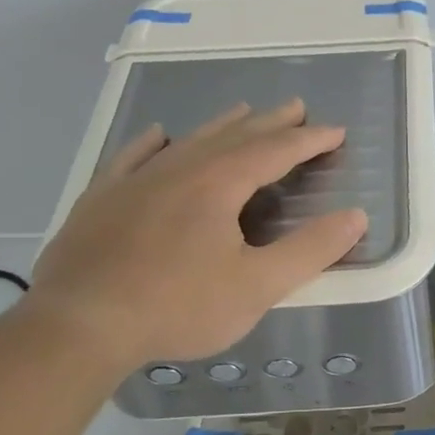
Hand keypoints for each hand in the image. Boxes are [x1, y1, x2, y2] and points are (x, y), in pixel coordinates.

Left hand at [24, 100, 367, 377]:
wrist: (78, 326)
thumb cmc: (177, 306)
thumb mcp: (257, 286)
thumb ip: (310, 250)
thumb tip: (356, 216)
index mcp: (219, 184)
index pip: (275, 151)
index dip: (309, 140)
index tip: (336, 131)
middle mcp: (180, 169)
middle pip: (234, 136)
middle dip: (271, 123)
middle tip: (296, 108)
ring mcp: (135, 181)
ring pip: (189, 141)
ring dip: (222, 125)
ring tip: (243, 111)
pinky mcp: (102, 199)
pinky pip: (133, 157)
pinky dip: (153, 143)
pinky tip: (158, 135)